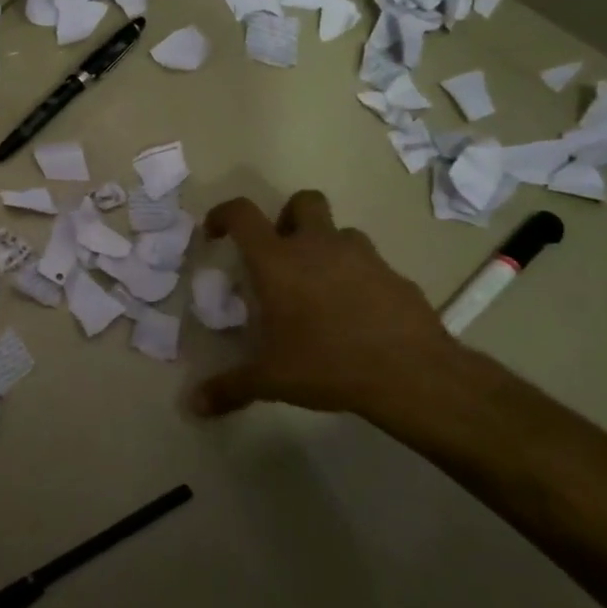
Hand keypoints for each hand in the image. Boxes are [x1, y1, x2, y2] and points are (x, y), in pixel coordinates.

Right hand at [190, 190, 464, 418]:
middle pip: (302, 201)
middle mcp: (318, 246)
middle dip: (287, 217)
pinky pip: (370, 264)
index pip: (242, 214)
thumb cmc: (327, 364)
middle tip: (280, 253)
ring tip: (319, 287)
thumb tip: (194, 406)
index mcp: (278, 260)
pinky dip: (357, 277)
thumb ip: (229, 387)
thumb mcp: (270, 379)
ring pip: (340, 232)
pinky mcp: (396, 276)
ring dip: (325, 247)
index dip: (223, 214)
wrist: (412, 373)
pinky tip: (356, 314)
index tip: (216, 233)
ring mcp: (362, 256)